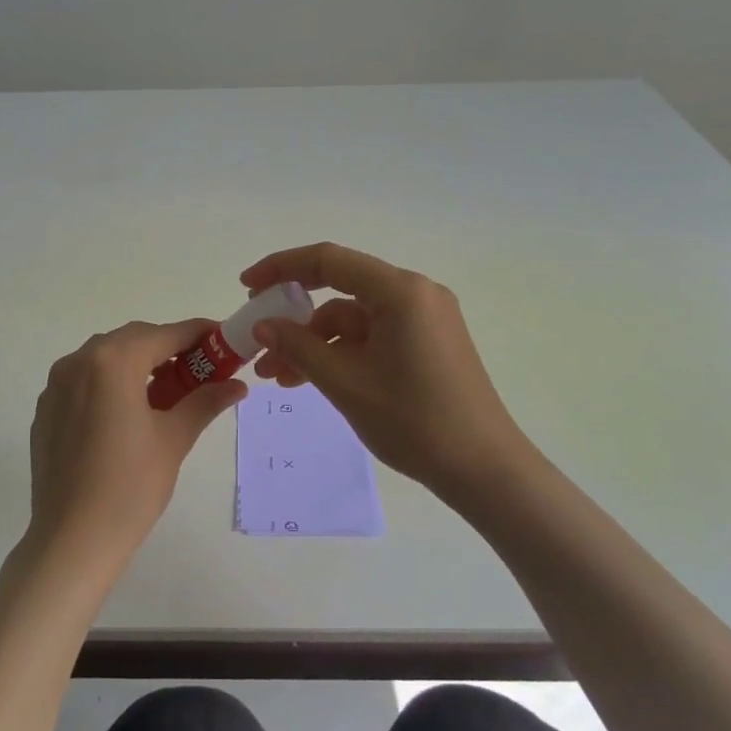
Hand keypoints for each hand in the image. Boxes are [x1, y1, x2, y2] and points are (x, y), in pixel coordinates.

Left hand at [27, 319, 246, 578]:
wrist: (71, 539)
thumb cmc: (130, 487)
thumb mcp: (173, 439)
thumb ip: (204, 401)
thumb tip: (237, 385)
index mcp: (112, 362)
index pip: (165, 334)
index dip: (198, 334)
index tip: (223, 340)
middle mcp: (78, 361)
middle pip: (133, 340)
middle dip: (168, 349)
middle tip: (200, 370)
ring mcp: (56, 385)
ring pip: (105, 358)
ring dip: (138, 364)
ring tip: (168, 392)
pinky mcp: (46, 409)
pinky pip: (84, 381)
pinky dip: (111, 383)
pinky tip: (128, 412)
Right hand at [240, 243, 536, 505]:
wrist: (484, 469)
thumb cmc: (414, 421)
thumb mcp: (345, 383)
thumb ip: (298, 347)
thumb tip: (263, 325)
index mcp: (400, 292)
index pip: (328, 261)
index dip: (281, 268)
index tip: (246, 287)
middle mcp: (415, 294)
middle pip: (339, 289)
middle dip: (294, 317)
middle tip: (258, 340)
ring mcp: (424, 319)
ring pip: (352, 319)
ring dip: (314, 343)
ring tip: (278, 378)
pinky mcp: (427, 343)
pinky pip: (372, 336)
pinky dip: (340, 353)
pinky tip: (312, 379)